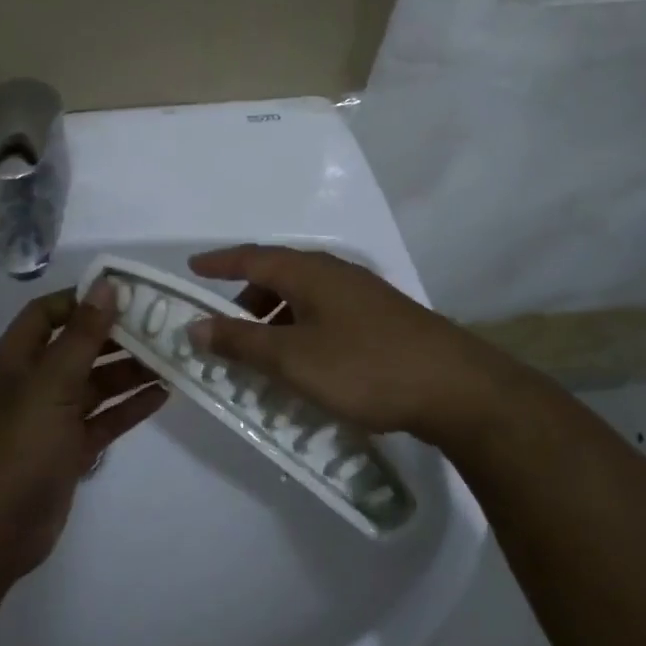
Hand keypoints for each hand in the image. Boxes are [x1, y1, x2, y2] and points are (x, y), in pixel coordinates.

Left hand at [0, 285, 164, 585]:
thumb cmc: (16, 445)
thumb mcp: (51, 383)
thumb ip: (83, 334)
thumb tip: (106, 284)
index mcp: (16, 359)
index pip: (48, 313)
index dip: (83, 299)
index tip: (126, 293)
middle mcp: (33, 383)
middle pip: (78, 348)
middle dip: (117, 336)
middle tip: (163, 325)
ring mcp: (51, 419)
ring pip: (95, 384)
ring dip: (130, 371)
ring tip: (172, 358)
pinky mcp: (68, 451)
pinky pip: (103, 420)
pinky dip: (129, 407)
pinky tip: (162, 395)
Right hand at [186, 245, 528, 450]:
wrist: (454, 388)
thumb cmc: (364, 367)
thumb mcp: (293, 359)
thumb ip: (241, 342)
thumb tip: (194, 326)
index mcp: (309, 272)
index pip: (252, 258)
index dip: (219, 263)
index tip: (191, 267)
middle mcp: (335, 273)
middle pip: (279, 275)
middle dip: (247, 299)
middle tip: (225, 330)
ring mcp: (363, 295)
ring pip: (304, 297)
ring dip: (276, 319)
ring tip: (264, 355)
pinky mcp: (381, 319)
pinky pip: (325, 315)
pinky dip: (302, 330)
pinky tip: (307, 363)